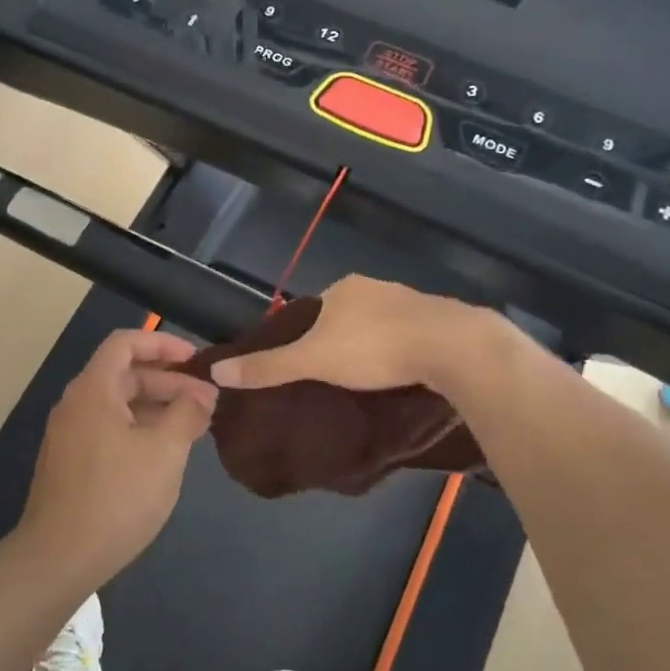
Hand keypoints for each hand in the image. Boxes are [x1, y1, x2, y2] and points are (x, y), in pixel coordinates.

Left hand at [19, 329, 217, 587]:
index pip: (125, 343)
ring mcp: (70, 435)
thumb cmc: (116, 497)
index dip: (162, 343)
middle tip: (207, 401)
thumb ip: (187, 414)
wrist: (58, 559)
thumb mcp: (165, 452)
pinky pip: (109, 428)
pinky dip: (139, 428)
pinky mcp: (70, 462)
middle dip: (169, 381)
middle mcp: (76, 404)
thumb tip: (200, 397)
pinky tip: (165, 453)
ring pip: (118, 404)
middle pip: (125, 373)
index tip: (195, 359)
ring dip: (157, 407)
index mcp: (94, 390)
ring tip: (194, 426)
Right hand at [210, 275, 497, 392]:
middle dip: (339, 343)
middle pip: (346, 317)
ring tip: (367, 383)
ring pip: (379, 326)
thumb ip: (268, 368)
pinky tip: (402, 375)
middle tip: (334, 381)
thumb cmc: (375, 348)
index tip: (305, 367)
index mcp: (344, 288)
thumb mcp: (313, 361)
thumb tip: (216, 371)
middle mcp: (376, 287)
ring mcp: (411, 301)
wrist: (453, 347)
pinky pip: (410, 336)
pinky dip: (401, 353)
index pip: (312, 311)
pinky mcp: (441, 321)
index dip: (305, 337)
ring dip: (373, 348)